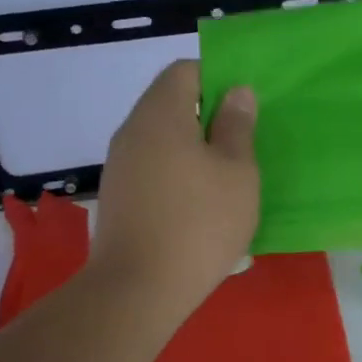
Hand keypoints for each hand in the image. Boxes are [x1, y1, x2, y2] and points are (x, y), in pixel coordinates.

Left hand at [90, 61, 259, 313]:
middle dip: (208, 117)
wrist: (138, 289)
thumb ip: (237, 126)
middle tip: (243, 144)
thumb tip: (236, 92)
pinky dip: (177, 174)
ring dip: (193, 149)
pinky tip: (199, 205)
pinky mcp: (118, 197)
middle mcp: (132, 131)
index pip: (184, 71)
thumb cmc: (199, 222)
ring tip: (226, 178)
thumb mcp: (237, 172)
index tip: (244, 108)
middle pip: (170, 104)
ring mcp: (119, 166)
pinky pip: (152, 168)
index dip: (217, 79)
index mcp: (160, 114)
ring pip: (162, 139)